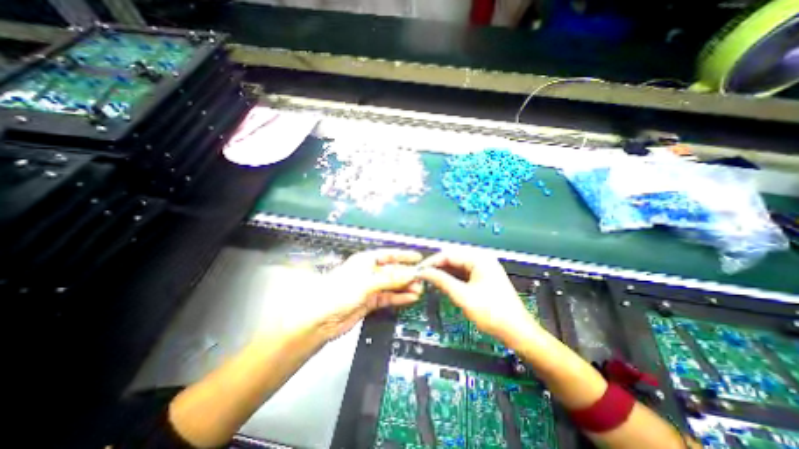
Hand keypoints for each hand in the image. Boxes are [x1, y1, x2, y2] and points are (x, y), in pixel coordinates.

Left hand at [313, 249, 426, 339]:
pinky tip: (410, 298)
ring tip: (419, 290)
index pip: (389, 255)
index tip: (418, 258)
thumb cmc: (340, 292)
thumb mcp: (366, 282)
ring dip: (405, 287)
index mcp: (366, 261)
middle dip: (407, 274)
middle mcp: (369, 272)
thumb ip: (390, 279)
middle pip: (392, 271)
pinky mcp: (371, 301)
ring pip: (392, 285)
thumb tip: (410, 274)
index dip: (403, 256)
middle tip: (422, 279)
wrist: (321, 319)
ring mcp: (371, 287)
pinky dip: (399, 297)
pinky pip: (388, 297)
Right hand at [419, 252, 534, 343]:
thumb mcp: (463, 296)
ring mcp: (483, 268)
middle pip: (453, 258)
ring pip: (457, 265)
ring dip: (443, 272)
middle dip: (437, 266)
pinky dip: (452, 277)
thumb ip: (442, 281)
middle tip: (422, 276)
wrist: (517, 332)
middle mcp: (481, 258)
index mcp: (479, 258)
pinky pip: (463, 273)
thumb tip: (424, 272)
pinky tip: (443, 283)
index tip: (418, 270)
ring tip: (429, 280)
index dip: (432, 262)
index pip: (449, 254)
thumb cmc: (491, 313)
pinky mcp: (483, 277)